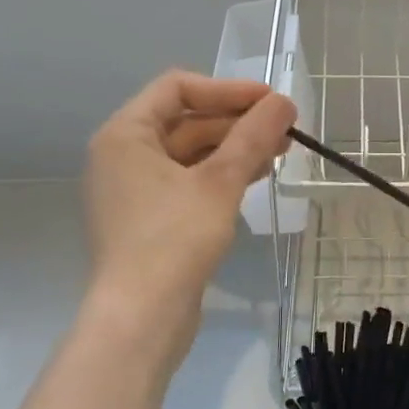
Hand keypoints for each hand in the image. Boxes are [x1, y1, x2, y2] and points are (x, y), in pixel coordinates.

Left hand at [83, 70, 296, 372]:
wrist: (140, 320)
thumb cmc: (174, 239)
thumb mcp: (220, 182)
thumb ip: (253, 136)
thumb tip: (284, 100)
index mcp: (126, 134)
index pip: (177, 87)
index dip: (227, 89)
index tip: (269, 101)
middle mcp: (123, 155)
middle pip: (186, 119)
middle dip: (237, 121)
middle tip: (285, 128)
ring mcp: (134, 189)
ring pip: (191, 151)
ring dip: (235, 147)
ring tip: (281, 151)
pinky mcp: (149, 219)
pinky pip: (188, 180)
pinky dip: (221, 173)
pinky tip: (257, 176)